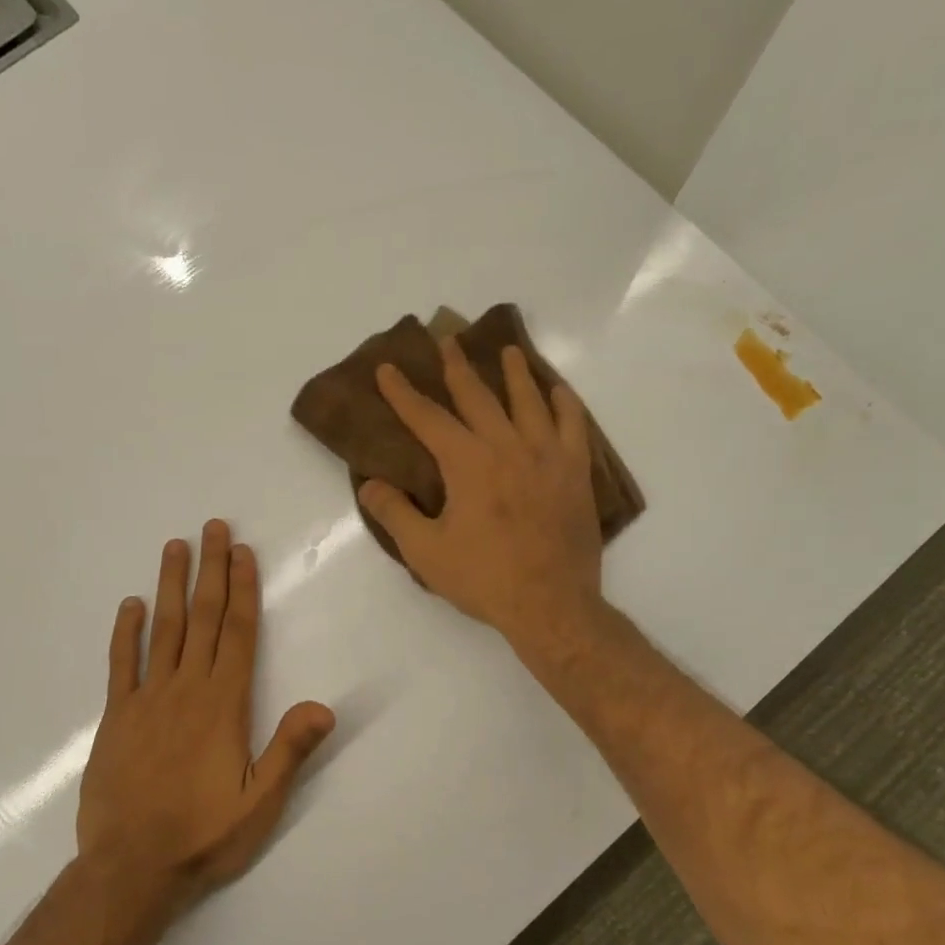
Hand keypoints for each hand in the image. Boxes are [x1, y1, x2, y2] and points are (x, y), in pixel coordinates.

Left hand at [76, 521, 334, 909]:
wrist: (130, 870)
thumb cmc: (203, 835)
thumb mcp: (260, 802)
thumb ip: (290, 751)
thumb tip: (324, 705)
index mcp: (224, 704)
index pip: (237, 633)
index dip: (241, 589)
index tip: (242, 553)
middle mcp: (186, 689)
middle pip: (202, 618)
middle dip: (210, 569)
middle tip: (213, 527)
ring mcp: (147, 699)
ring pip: (163, 630)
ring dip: (171, 586)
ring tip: (175, 547)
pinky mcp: (117, 718)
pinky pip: (122, 665)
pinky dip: (126, 633)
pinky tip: (130, 605)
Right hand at [358, 336, 603, 650]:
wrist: (552, 605)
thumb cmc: (484, 579)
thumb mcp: (426, 551)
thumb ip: (395, 513)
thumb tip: (369, 484)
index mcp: (467, 463)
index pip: (428, 418)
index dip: (403, 393)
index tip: (388, 368)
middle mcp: (507, 447)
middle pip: (478, 397)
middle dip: (458, 367)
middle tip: (447, 339)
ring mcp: (546, 456)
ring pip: (529, 402)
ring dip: (515, 374)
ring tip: (508, 351)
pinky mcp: (575, 472)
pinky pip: (573, 426)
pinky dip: (565, 405)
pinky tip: (558, 392)